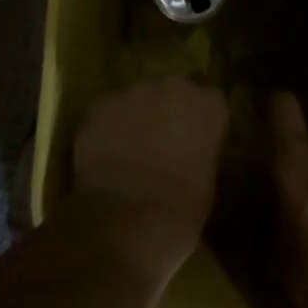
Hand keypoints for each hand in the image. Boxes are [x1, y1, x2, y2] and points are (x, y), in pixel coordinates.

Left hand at [71, 78, 228, 278]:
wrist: (128, 219)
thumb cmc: (181, 209)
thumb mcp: (207, 178)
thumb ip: (199, 149)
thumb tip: (188, 149)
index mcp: (207, 106)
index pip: (208, 97)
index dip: (198, 115)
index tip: (193, 134)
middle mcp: (171, 88)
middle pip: (169, 89)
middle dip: (165, 109)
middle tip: (158, 139)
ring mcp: (131, 93)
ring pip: (134, 98)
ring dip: (134, 116)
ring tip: (127, 147)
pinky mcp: (98, 106)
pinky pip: (106, 112)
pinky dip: (106, 128)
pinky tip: (103, 153)